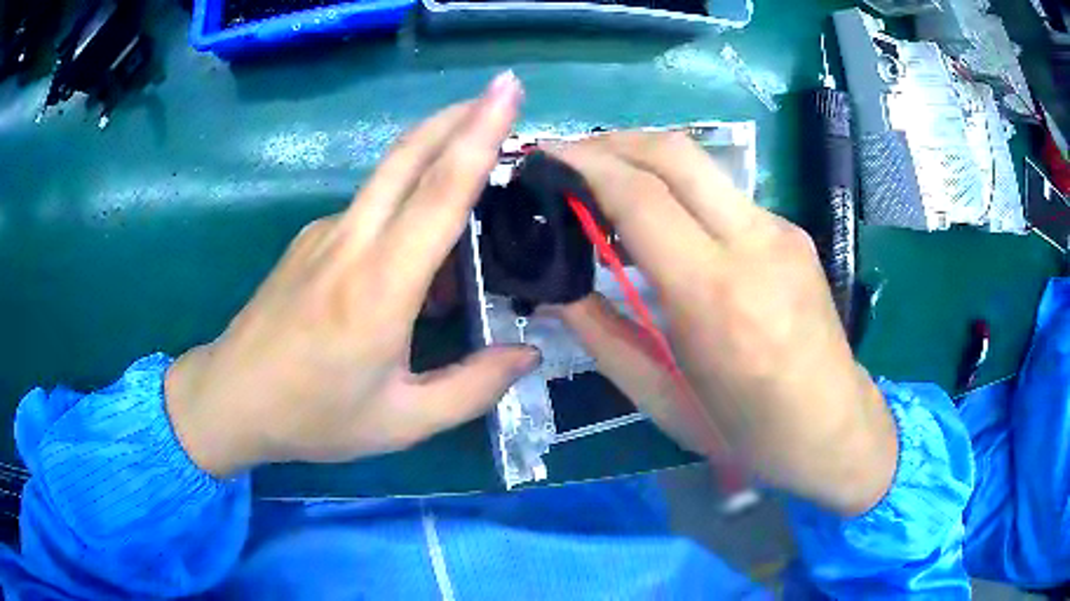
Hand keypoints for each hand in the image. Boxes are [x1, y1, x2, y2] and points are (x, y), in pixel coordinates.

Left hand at [165, 73, 538, 477]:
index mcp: (379, 287)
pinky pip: (369, 207)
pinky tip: (418, 251)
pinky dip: (406, 205)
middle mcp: (351, 242)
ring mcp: (324, 233)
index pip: (439, 191)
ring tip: (478, 180)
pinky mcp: (309, 239)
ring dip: (436, 155)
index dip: (478, 133)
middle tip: (502, 96)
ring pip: (389, 175)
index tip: (506, 89)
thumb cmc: (313, 416)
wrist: (231, 399)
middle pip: (409, 154)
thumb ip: (472, 389)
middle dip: (459, 114)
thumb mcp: (402, 421)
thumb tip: (527, 354)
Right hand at [550, 133, 897, 515]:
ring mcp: (781, 232)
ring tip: (606, 184)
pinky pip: (724, 196)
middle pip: (675, 153)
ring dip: (645, 161)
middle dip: (614, 141)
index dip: (586, 165)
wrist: (832, 429)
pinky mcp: (793, 233)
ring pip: (701, 166)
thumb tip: (555, 291)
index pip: (641, 197)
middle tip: (571, 157)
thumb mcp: (660, 398)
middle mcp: (754, 245)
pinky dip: (680, 191)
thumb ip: (601, 335)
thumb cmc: (744, 431)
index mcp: (715, 297)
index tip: (547, 157)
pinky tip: (665, 221)